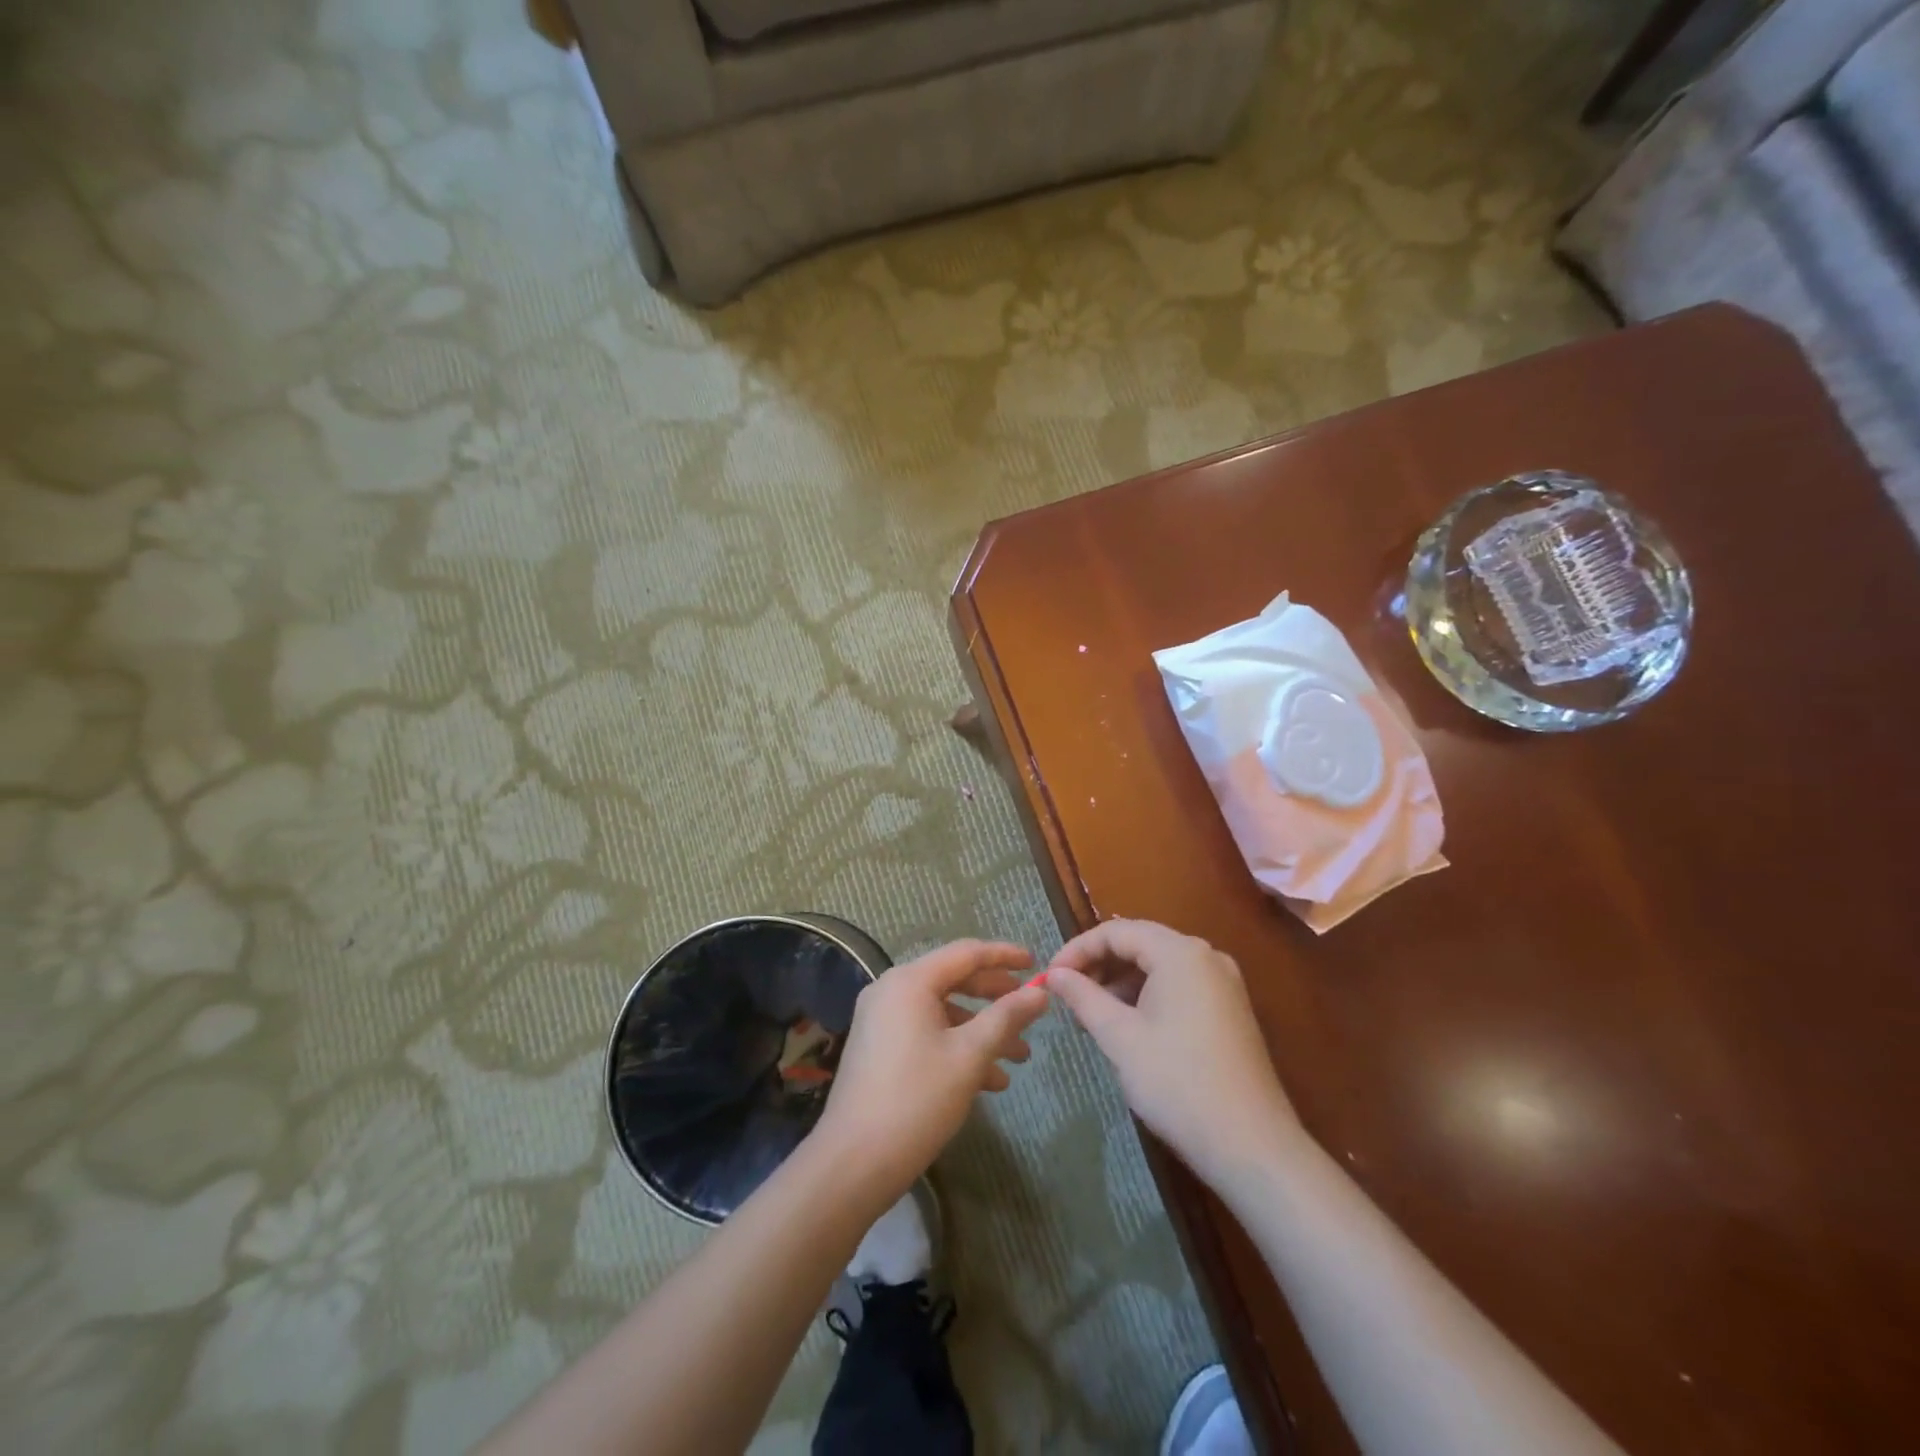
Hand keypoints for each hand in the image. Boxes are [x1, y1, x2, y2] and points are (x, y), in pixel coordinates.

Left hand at [815, 939, 1049, 1200]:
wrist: (853, 1162)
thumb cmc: (917, 1100)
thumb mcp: (970, 1056)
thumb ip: (1006, 1017)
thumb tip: (1040, 993)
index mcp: (910, 982)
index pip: (966, 953)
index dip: (1004, 956)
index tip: (1035, 964)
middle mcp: (891, 990)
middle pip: (954, 980)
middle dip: (996, 998)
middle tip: (1030, 1010)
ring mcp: (881, 1020)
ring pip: (943, 1012)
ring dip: (981, 1030)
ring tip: (1019, 1057)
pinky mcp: (879, 1047)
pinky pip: (926, 1033)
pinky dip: (957, 1047)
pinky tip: (990, 1081)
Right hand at [1046, 919, 1299, 1186]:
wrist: (1251, 1146)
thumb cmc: (1177, 1082)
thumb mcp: (1119, 1037)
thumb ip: (1083, 997)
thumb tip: (1054, 974)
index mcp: (1180, 953)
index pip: (1116, 931)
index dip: (1077, 950)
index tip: (1050, 977)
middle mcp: (1206, 956)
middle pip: (1140, 943)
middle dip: (1099, 964)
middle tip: (1067, 994)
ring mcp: (1223, 983)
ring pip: (1159, 965)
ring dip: (1122, 981)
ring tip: (1092, 1014)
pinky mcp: (1230, 1010)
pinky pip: (1179, 985)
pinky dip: (1147, 995)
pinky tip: (1128, 1025)